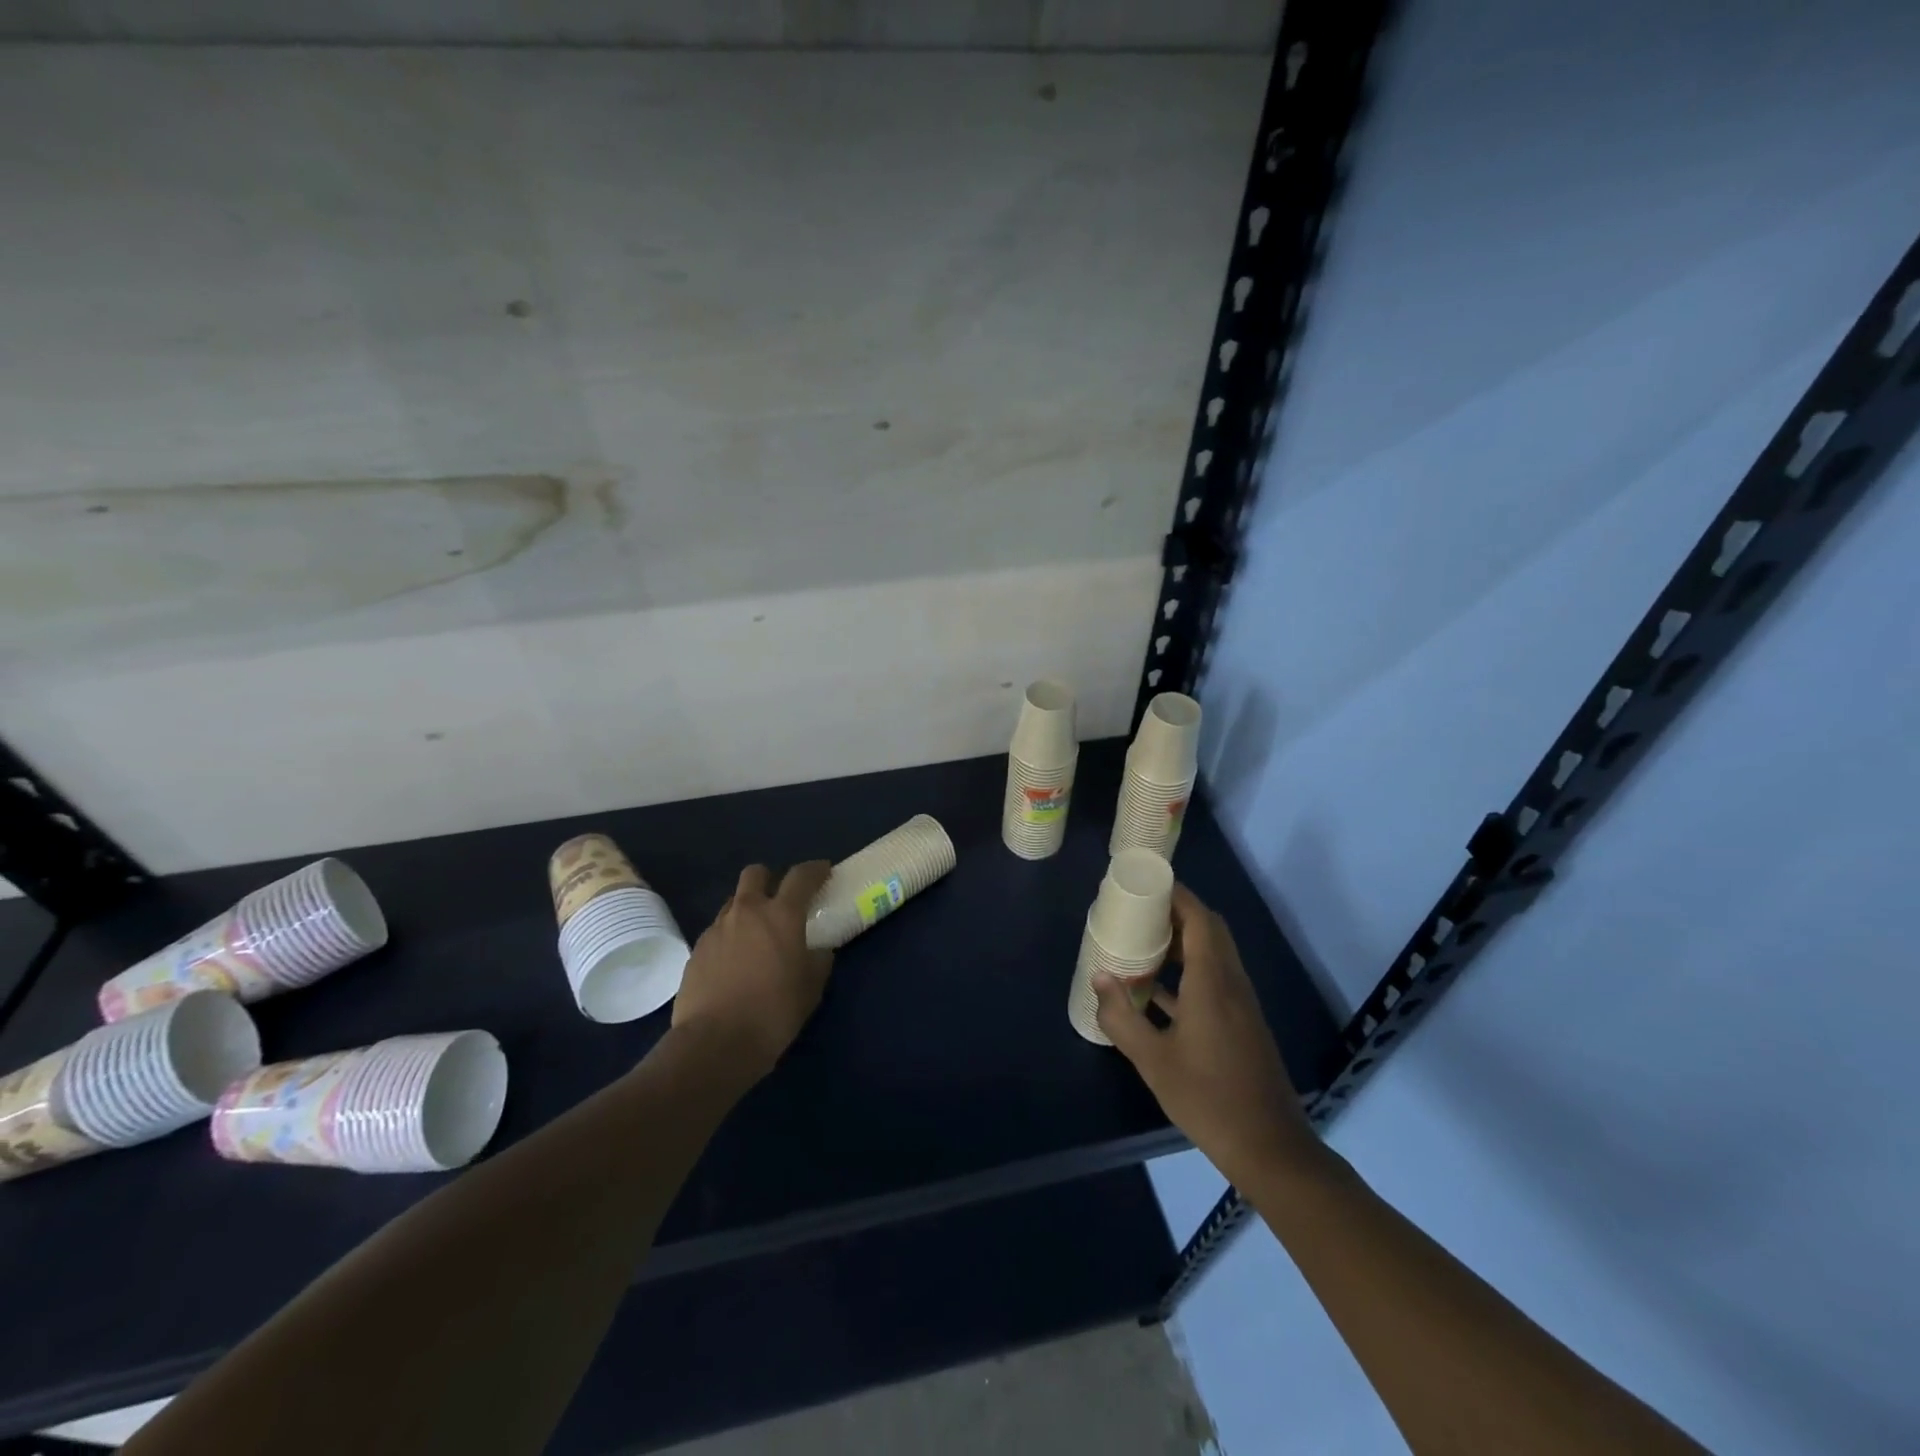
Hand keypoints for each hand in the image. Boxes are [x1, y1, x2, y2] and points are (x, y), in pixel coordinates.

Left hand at [672, 862, 833, 1079]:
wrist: (714, 1044)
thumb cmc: (773, 1012)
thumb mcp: (811, 988)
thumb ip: (818, 961)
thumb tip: (818, 951)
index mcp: (781, 915)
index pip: (801, 876)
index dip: (815, 869)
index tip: (824, 871)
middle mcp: (747, 912)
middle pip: (756, 874)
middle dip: (770, 879)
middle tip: (781, 900)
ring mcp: (717, 929)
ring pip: (733, 902)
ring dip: (748, 909)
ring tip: (757, 936)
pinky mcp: (696, 950)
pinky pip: (718, 931)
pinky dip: (730, 936)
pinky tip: (736, 963)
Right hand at [1094, 884, 1318, 1186]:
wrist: (1268, 1147)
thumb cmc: (1207, 1098)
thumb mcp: (1153, 1060)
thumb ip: (1122, 1016)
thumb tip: (1100, 977)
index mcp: (1212, 982)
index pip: (1198, 919)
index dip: (1176, 894)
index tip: (1146, 883)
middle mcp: (1231, 983)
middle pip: (1209, 930)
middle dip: (1176, 912)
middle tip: (1140, 910)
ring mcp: (1240, 1004)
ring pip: (1214, 954)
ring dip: (1183, 941)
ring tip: (1143, 941)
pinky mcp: (1242, 1023)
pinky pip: (1215, 978)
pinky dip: (1189, 970)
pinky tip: (1158, 989)